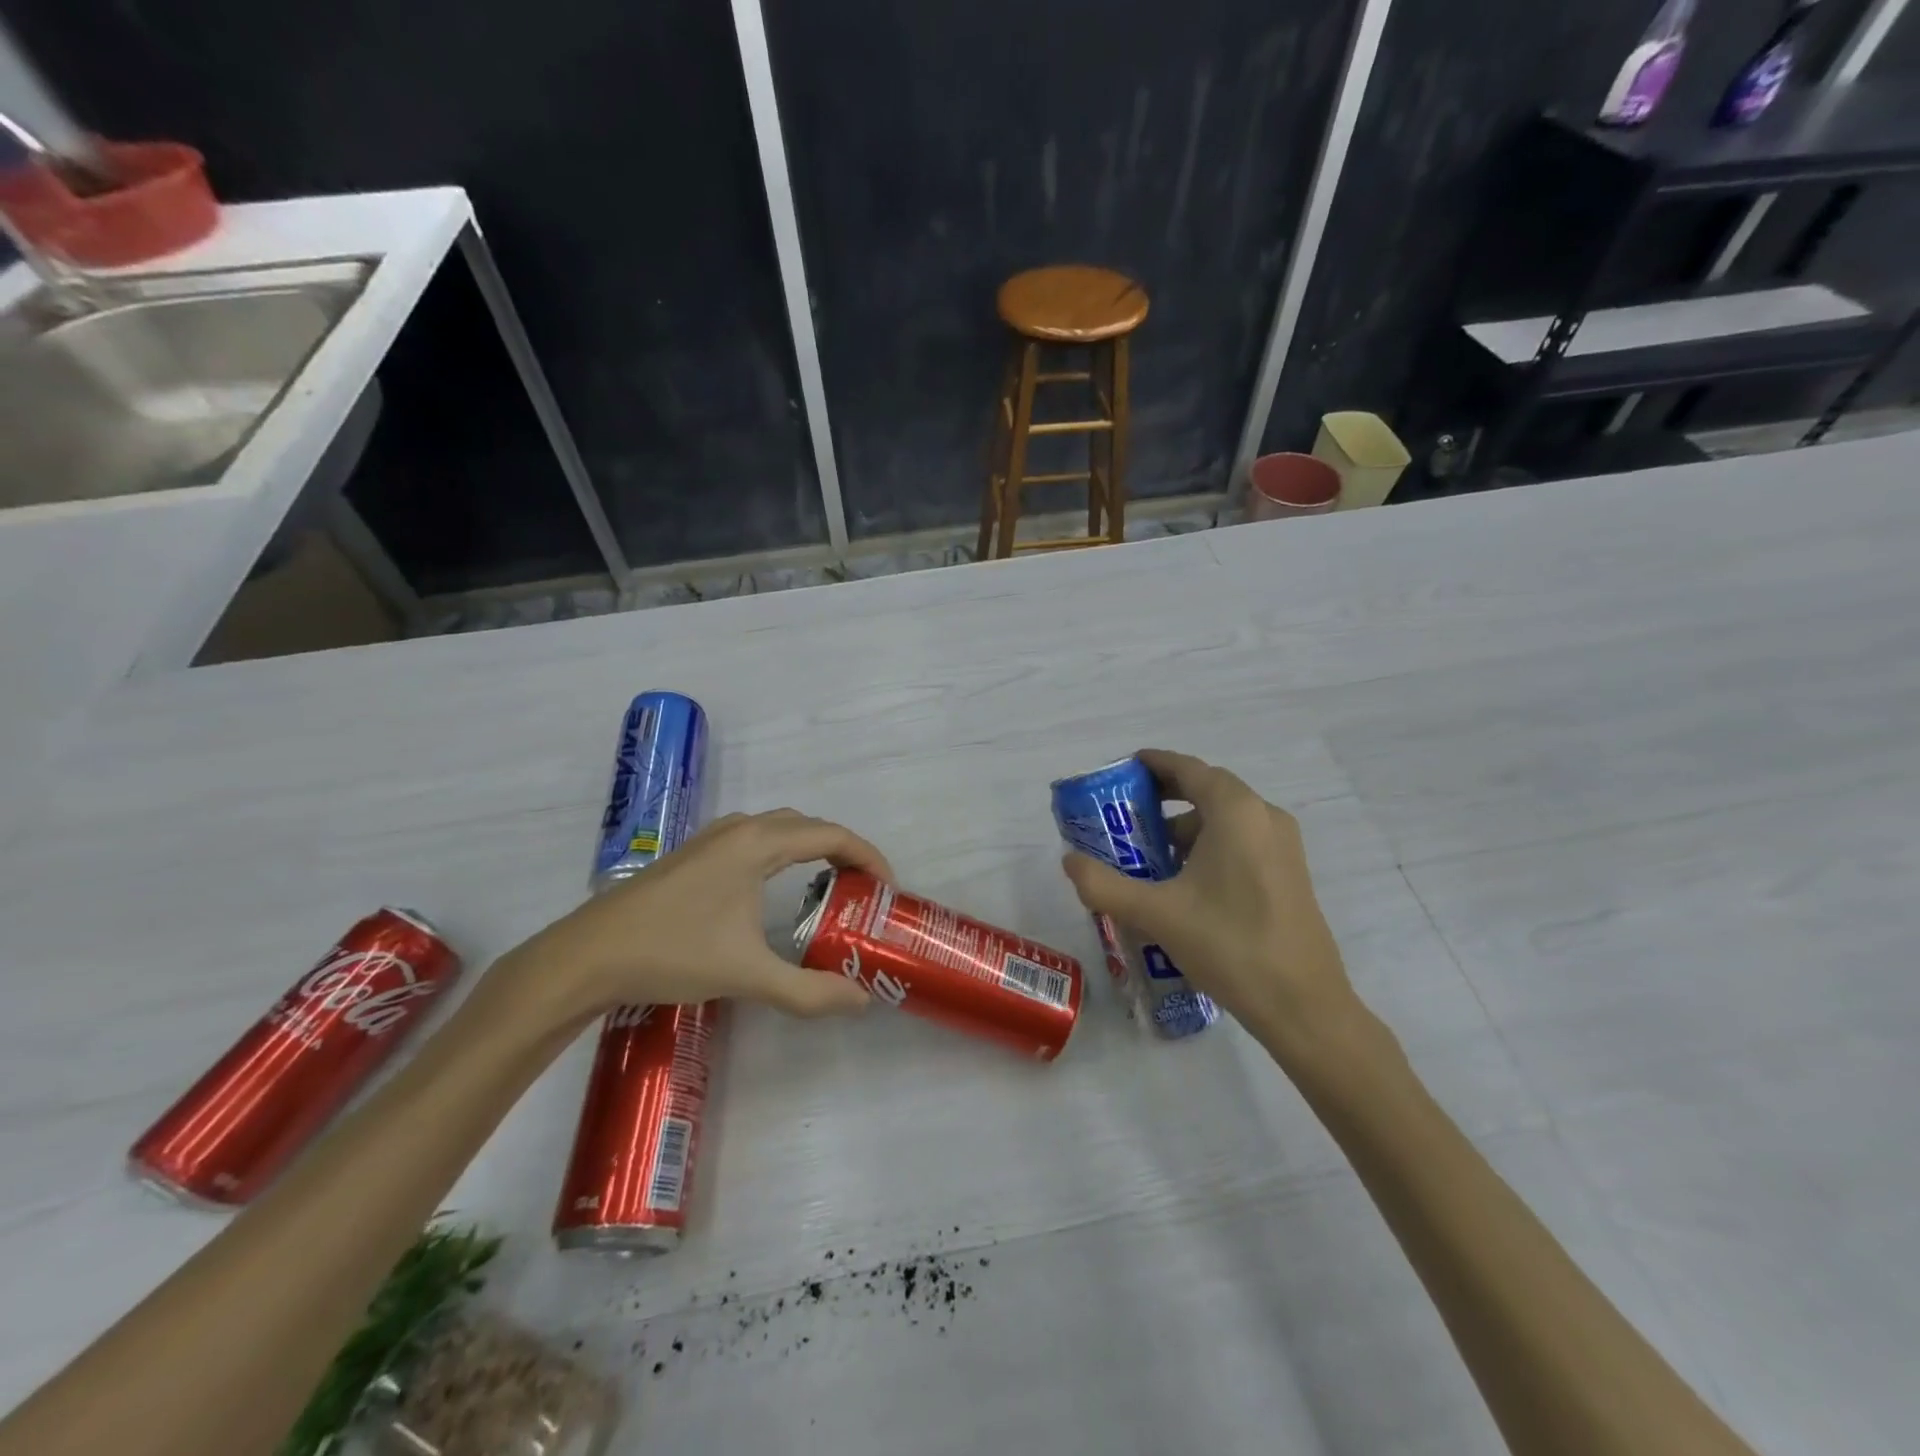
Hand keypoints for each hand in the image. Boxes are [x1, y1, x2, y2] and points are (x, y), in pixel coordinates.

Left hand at [494, 809, 892, 1022]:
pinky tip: (775, 891)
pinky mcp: (693, 855)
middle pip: (808, 827)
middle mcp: (739, 830)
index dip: (868, 857)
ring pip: (779, 830)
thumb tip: (861, 1001)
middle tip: (863, 891)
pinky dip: (783, 853)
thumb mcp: (748, 975)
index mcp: (758, 844)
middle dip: (843, 852)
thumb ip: (809, 990)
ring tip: (829, 888)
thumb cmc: (672, 953)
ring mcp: (712, 839)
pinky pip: (756, 840)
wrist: (587, 956)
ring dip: (812, 849)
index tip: (887, 888)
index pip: (832, 836)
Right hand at [1060, 749, 1362, 1062]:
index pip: (1188, 769)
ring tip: (1149, 856)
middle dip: (1165, 797)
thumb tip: (1068, 861)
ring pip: (1225, 819)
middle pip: (1207, 789)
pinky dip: (1209, 846)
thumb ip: (1104, 884)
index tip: (1123, 771)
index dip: (1154, 764)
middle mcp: (1264, 817)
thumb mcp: (1157, 914)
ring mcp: (1283, 846)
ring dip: (1186, 827)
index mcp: (1236, 812)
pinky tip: (1185, 884)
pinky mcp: (1289, 873)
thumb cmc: (1229, 945)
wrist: (1303, 1006)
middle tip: (1126, 814)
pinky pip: (1241, 841)